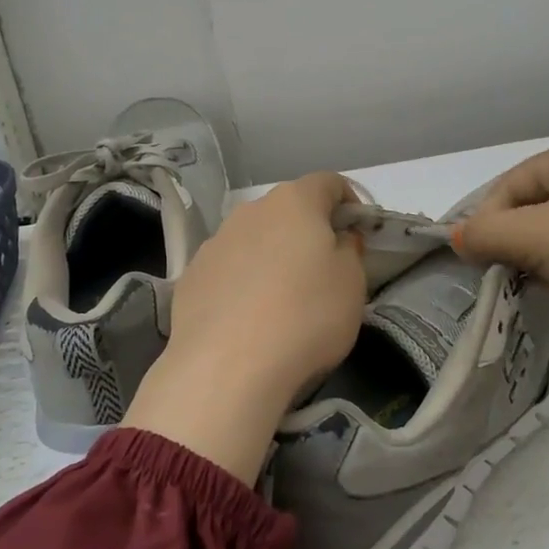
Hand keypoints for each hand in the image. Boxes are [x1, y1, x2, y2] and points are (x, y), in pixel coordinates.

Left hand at [124, 172, 365, 482]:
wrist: (226, 366)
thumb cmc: (305, 316)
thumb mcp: (352, 284)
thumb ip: (349, 250)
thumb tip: (338, 238)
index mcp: (294, 202)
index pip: (328, 182)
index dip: (349, 201)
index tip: (357, 232)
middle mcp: (250, 211)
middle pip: (287, 210)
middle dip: (307, 232)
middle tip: (323, 270)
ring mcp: (215, 242)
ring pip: (254, 239)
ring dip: (272, 257)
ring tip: (282, 300)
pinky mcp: (191, 276)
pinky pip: (228, 270)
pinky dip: (242, 283)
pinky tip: (248, 319)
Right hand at [453, 137, 548, 342]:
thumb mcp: (534, 238)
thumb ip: (485, 234)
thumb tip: (457, 237)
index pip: (508, 185)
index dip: (487, 222)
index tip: (480, 261)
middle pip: (534, 205)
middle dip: (515, 240)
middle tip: (508, 274)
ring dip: (542, 255)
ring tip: (542, 283)